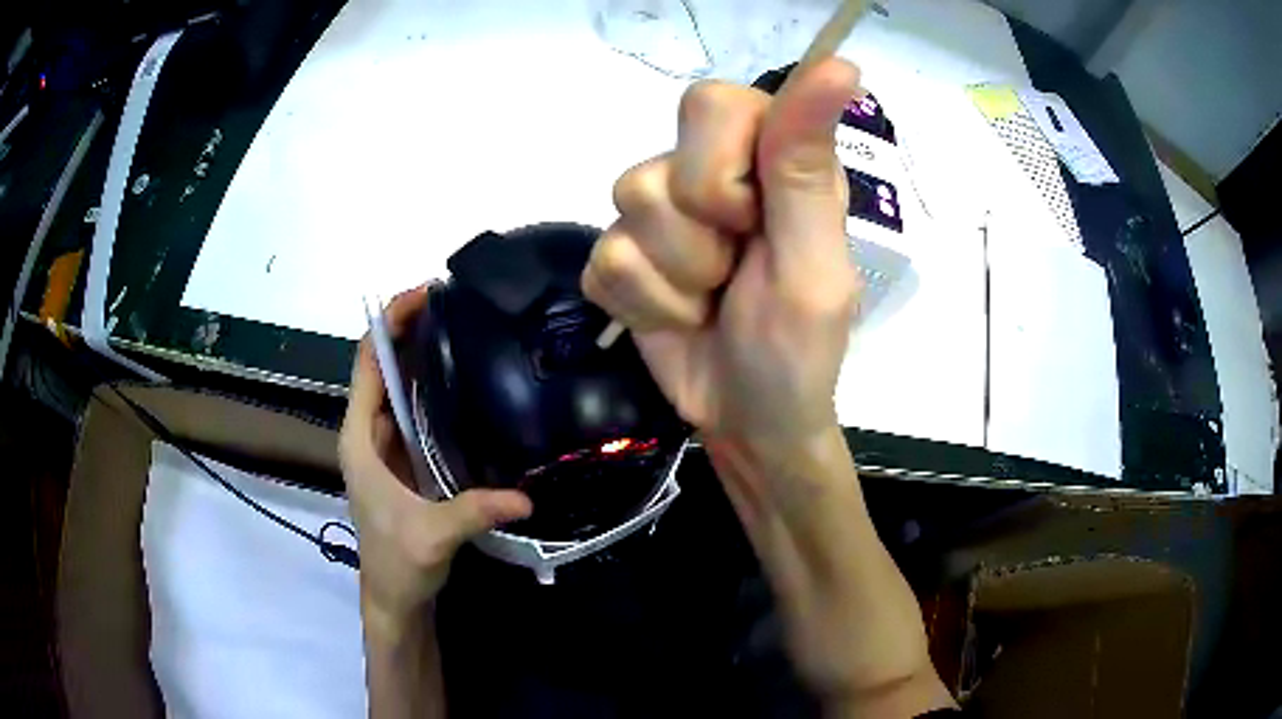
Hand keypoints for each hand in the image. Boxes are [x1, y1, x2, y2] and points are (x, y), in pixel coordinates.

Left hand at [339, 287, 531, 630]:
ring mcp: (388, 445)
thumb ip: (473, 511)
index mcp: (360, 438)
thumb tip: (527, 496)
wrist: (394, 597)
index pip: (368, 363)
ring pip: (402, 386)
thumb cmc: (397, 564)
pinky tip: (470, 380)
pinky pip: (418, 411)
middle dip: (413, 329)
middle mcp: (369, 432)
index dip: (390, 324)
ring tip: (468, 327)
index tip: (426, 294)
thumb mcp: (432, 537)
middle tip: (460, 303)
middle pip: (385, 365)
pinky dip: (437, 387)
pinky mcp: (407, 459)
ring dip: (425, 354)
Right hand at [581, 58, 861, 455]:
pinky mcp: (620, 256)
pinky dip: (644, 306)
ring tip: (711, 302)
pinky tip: (677, 318)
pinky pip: (602, 262)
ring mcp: (657, 215)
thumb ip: (809, 165)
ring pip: (623, 213)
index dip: (722, 171)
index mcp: (770, 158)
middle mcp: (710, 171)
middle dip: (697, 237)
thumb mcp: (814, 263)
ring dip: (675, 280)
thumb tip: (840, 62)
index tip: (753, 221)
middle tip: (736, 271)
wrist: (748, 420)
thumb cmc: (798, 351)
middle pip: (658, 164)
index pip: (712, 104)